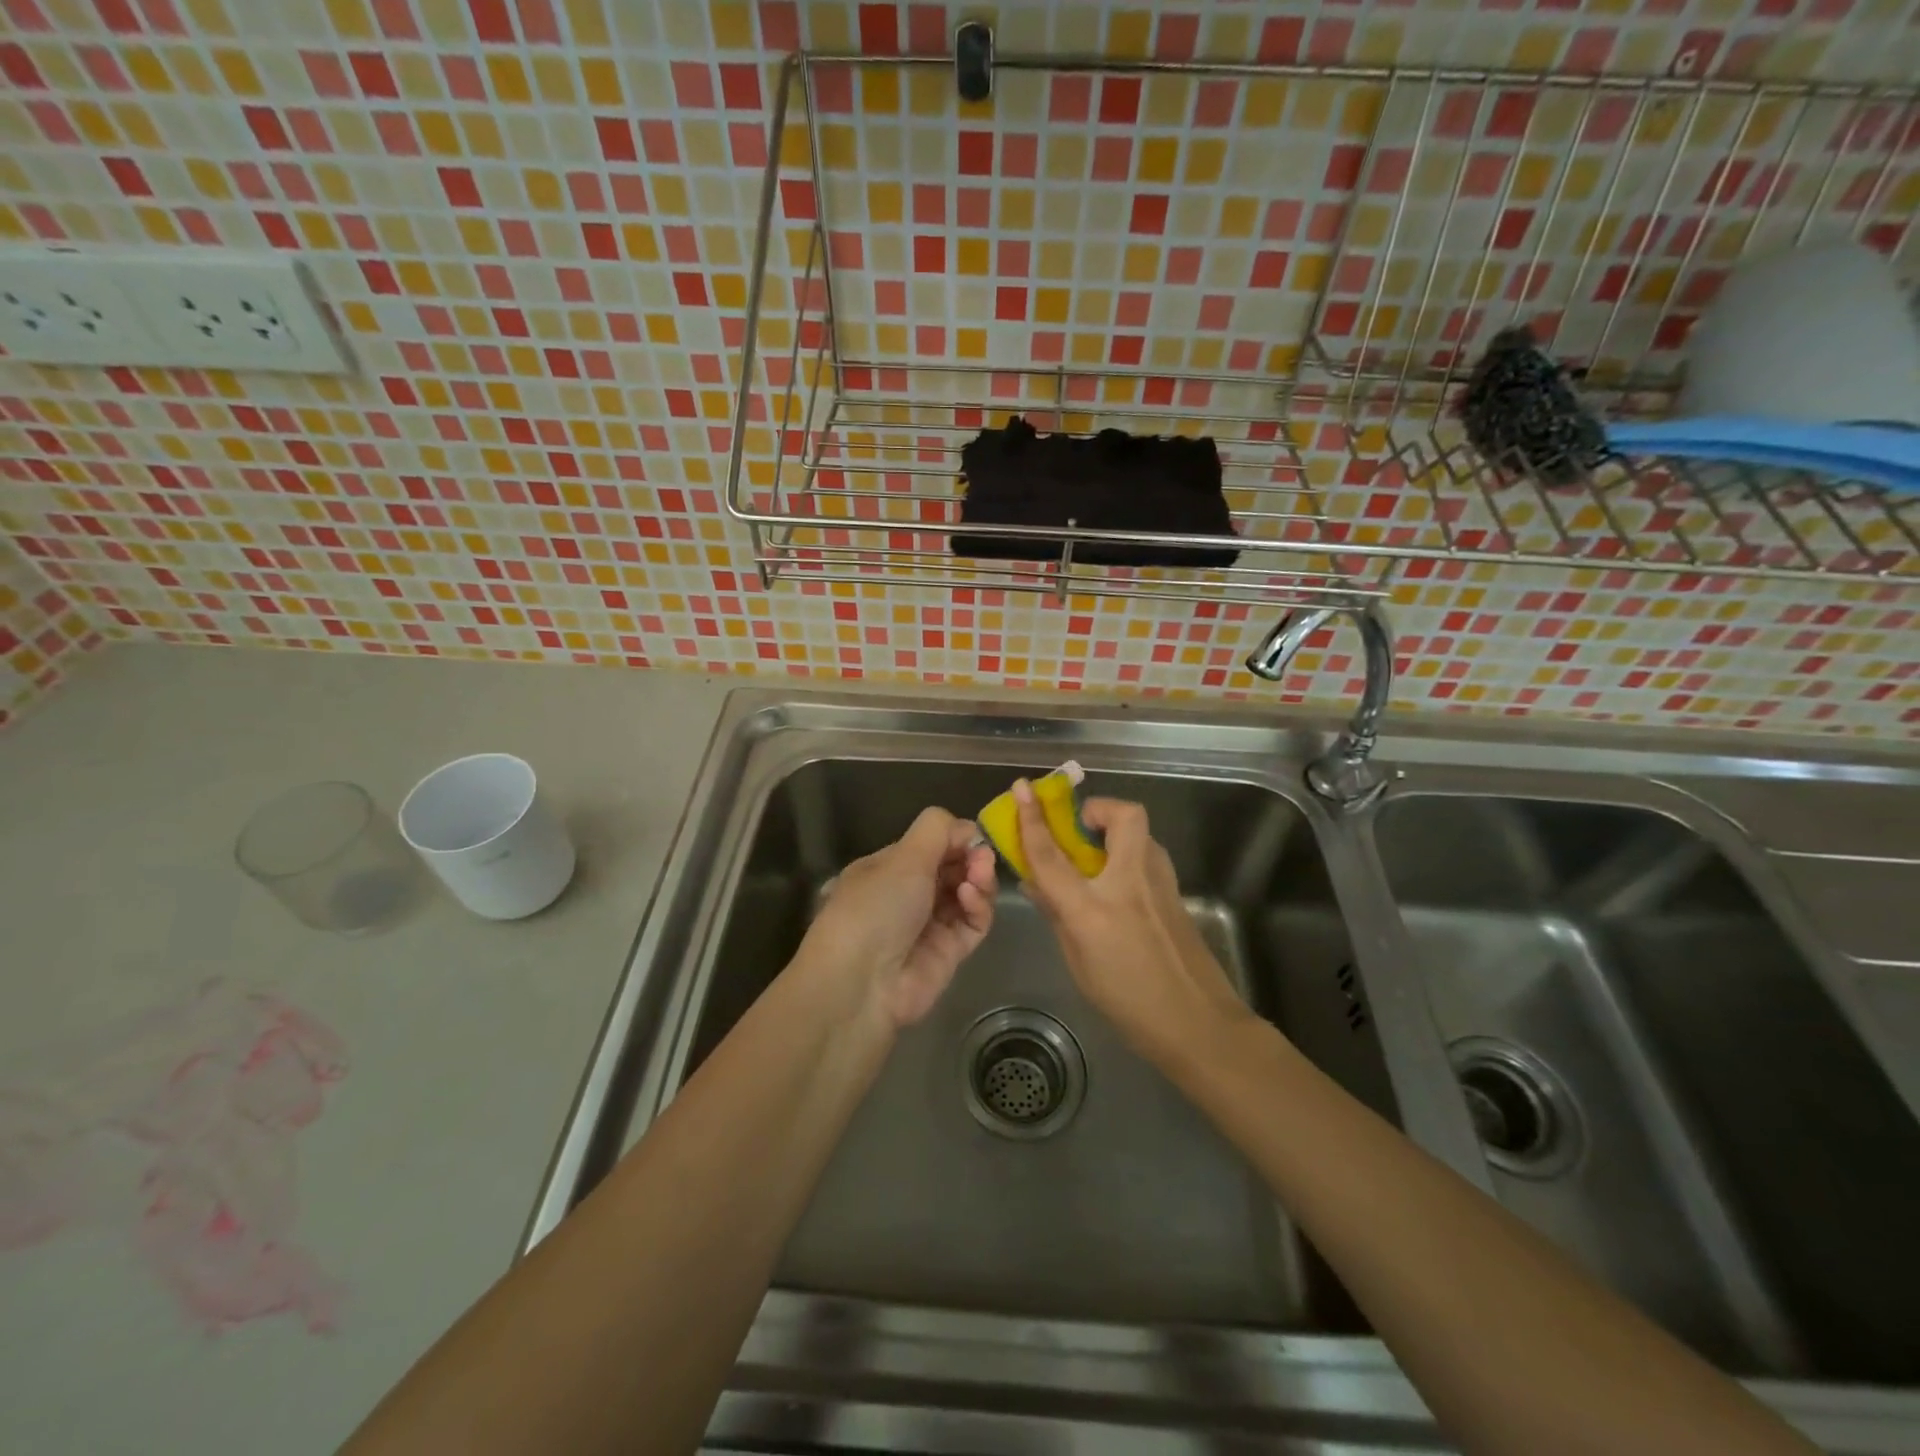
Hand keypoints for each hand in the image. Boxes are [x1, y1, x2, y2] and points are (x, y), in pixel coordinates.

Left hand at [794, 807, 996, 1028]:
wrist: (861, 984)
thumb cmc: (875, 907)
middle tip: (982, 857)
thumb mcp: (902, 857)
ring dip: (977, 879)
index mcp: (887, 868)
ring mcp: (930, 925)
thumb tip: (966, 828)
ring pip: (966, 893)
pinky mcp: (950, 952)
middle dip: (969, 857)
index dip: (953, 838)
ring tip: (978, 875)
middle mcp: (908, 894)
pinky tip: (971, 898)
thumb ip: (936, 830)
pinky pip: (972, 923)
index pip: (929, 845)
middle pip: (952, 868)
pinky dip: (977, 907)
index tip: (972, 835)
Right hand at [1012, 781, 1251, 1066]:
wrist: (1199, 1025)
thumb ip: (1058, 915)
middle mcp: (1129, 883)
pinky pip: (1147, 854)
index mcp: (1093, 909)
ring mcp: (1160, 883)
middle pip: (1122, 815)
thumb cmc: (1129, 1004)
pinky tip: (1118, 884)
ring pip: (1140, 831)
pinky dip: (1127, 854)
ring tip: (1095, 856)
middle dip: (1099, 809)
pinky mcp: (1177, 891)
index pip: (1052, 854)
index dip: (1032, 819)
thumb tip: (1037, 882)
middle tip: (1079, 828)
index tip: (1022, 788)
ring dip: (1114, 830)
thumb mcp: (1079, 963)